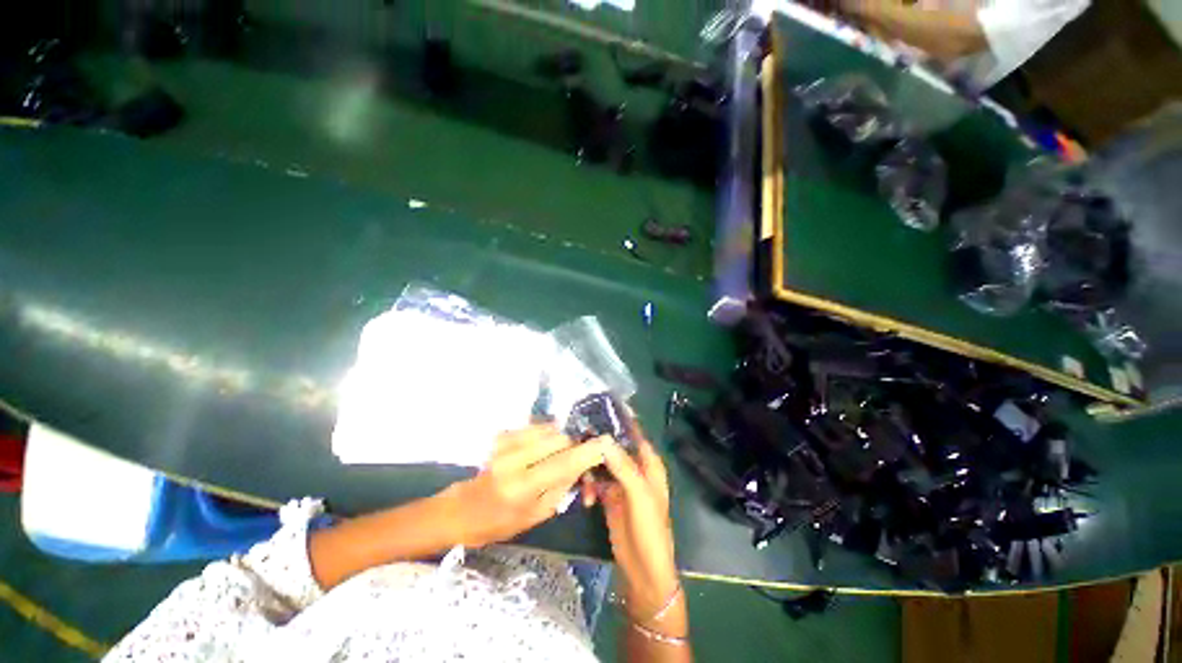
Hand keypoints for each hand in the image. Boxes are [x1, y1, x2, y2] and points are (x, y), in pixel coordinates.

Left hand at [444, 425, 611, 547]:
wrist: (464, 509)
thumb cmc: (501, 522)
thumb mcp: (537, 514)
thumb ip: (562, 485)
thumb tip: (583, 462)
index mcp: (522, 487)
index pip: (563, 462)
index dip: (587, 451)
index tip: (605, 443)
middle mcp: (513, 459)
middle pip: (559, 438)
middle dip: (573, 445)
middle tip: (577, 456)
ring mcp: (505, 444)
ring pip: (549, 429)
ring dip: (560, 439)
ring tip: (558, 453)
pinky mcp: (502, 435)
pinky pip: (536, 426)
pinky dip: (547, 434)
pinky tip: (543, 447)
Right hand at [591, 435, 679, 624]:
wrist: (642, 569)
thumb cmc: (649, 529)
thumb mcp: (638, 495)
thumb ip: (622, 466)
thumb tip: (603, 438)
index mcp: (648, 463)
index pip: (634, 433)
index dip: (620, 420)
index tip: (600, 407)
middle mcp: (634, 467)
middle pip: (613, 446)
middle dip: (597, 444)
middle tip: (577, 442)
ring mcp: (620, 481)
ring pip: (601, 462)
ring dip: (590, 469)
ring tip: (583, 483)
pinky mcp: (608, 495)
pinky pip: (595, 480)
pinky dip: (588, 486)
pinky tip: (585, 499)